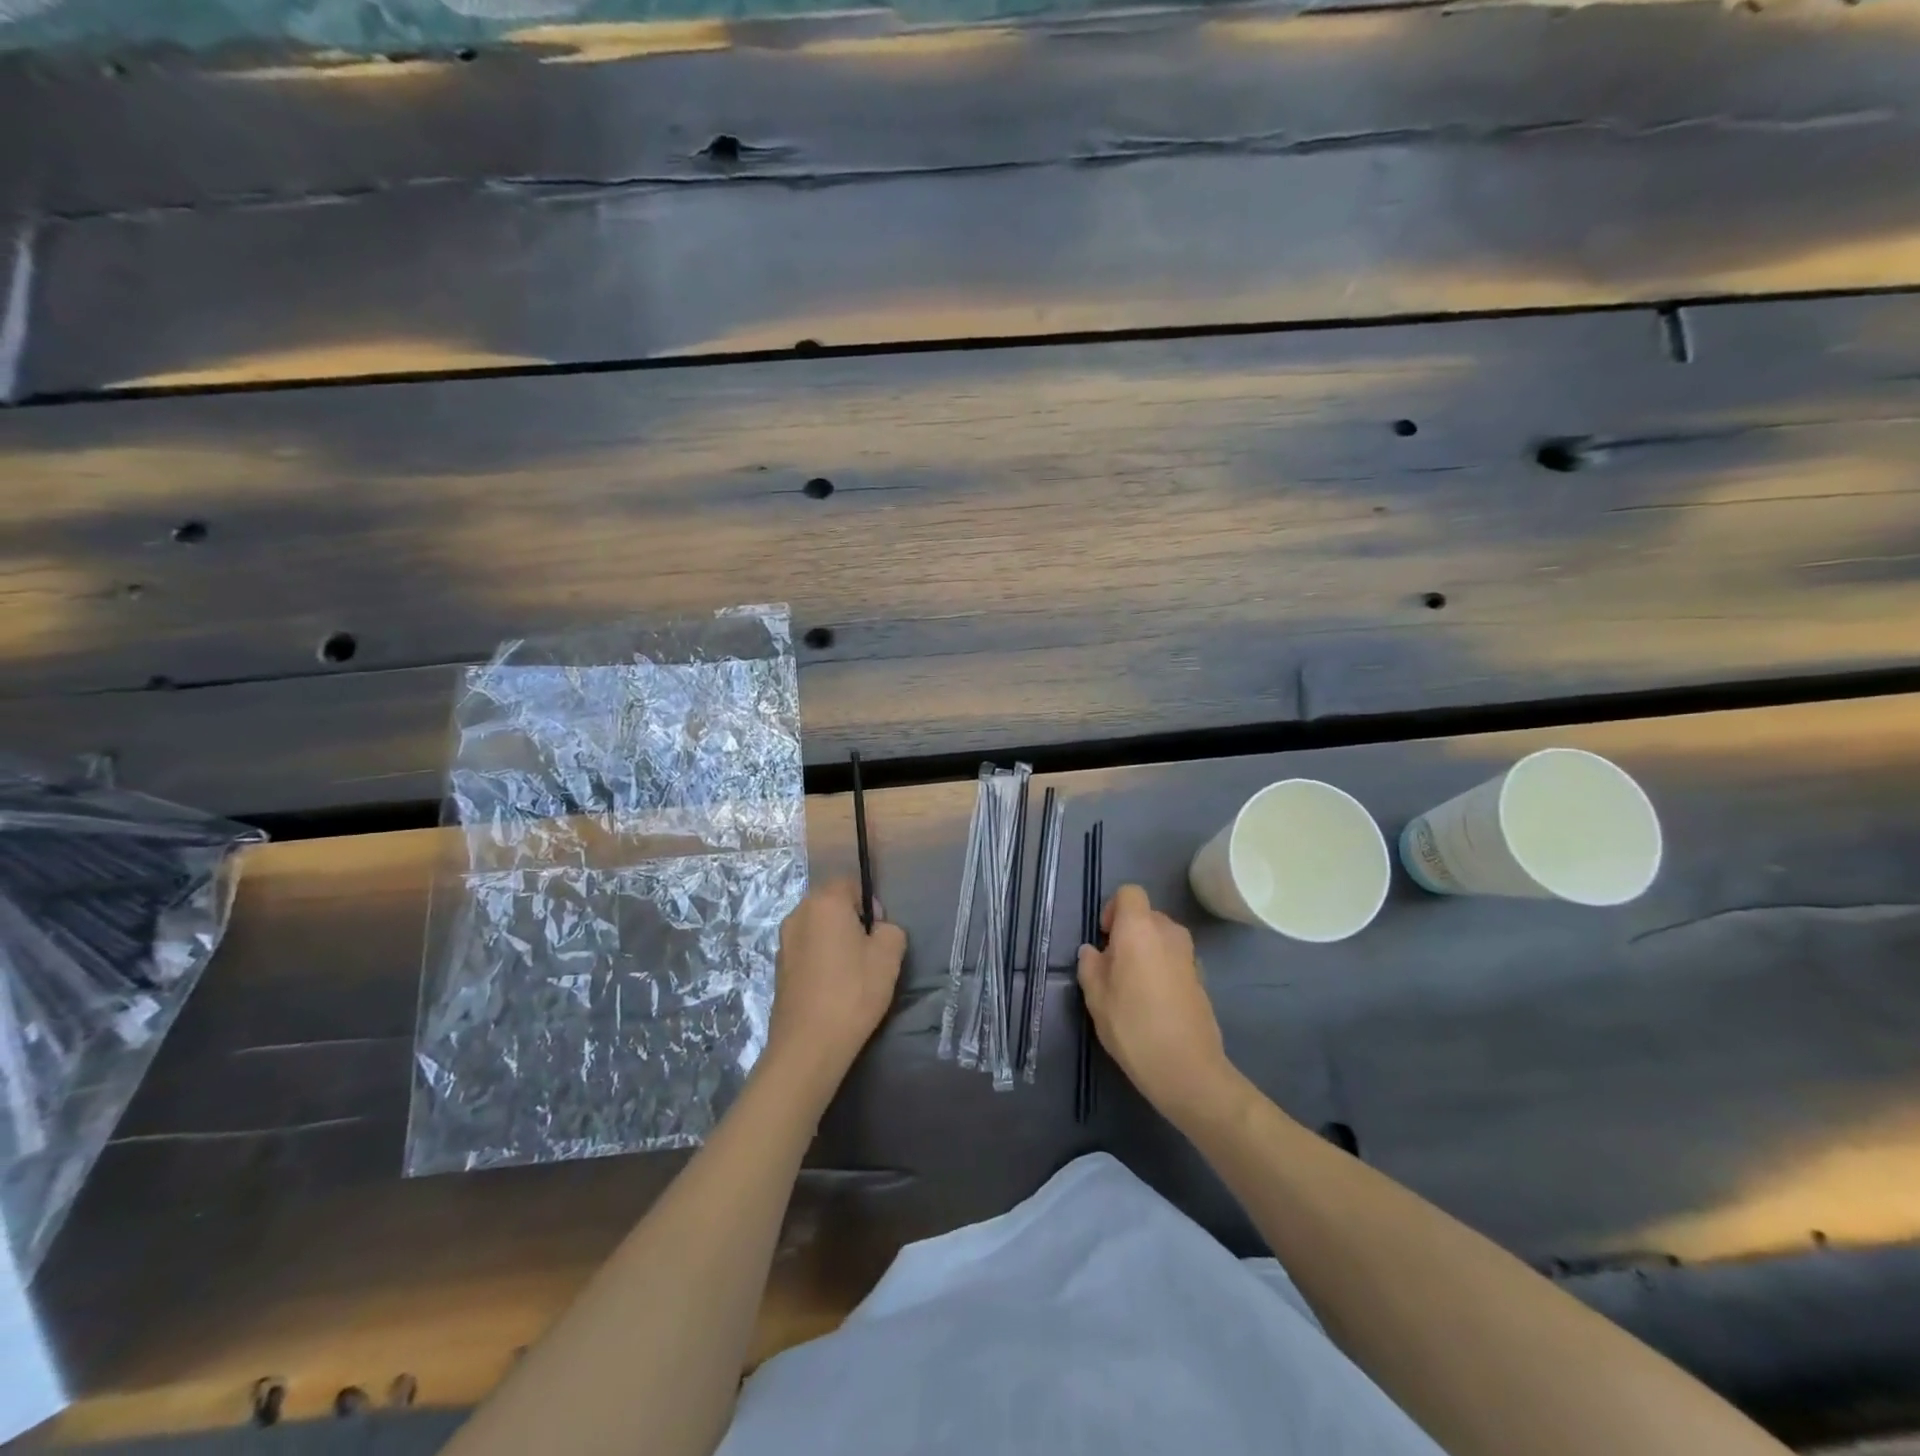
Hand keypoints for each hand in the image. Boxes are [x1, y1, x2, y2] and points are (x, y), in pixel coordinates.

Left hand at [764, 879, 906, 1096]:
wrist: (809, 1044)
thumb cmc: (853, 992)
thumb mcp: (889, 956)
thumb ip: (890, 930)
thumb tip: (877, 930)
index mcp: (824, 902)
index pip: (850, 883)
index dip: (870, 903)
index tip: (878, 933)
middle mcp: (798, 914)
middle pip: (831, 903)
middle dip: (851, 920)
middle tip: (868, 952)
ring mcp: (784, 941)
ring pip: (818, 927)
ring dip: (834, 940)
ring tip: (850, 972)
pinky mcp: (778, 967)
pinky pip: (806, 949)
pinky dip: (820, 959)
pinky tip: (831, 987)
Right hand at [1077, 885, 1237, 1129]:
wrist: (1187, 1068)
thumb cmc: (1133, 1026)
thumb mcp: (1096, 997)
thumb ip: (1090, 966)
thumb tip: (1093, 952)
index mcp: (1139, 928)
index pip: (1129, 892)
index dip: (1113, 909)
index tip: (1104, 938)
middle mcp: (1168, 932)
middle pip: (1146, 914)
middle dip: (1128, 932)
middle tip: (1113, 965)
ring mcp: (1189, 955)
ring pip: (1162, 937)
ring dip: (1146, 950)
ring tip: (1132, 985)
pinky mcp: (1201, 977)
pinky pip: (1175, 958)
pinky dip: (1162, 968)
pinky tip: (1154, 1002)